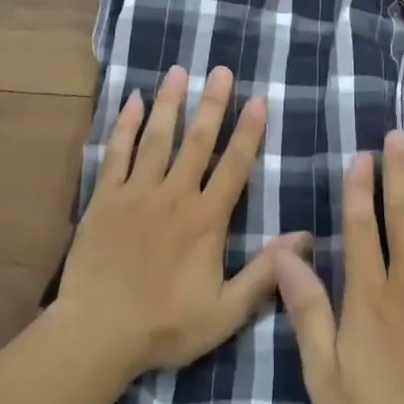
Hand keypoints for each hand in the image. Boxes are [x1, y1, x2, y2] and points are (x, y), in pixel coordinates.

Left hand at [57, 64, 306, 379]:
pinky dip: (125, 127)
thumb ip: (266, 273)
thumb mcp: (227, 311)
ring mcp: (136, 194)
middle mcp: (174, 196)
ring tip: (178, 72)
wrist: (97, 333)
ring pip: (157, 138)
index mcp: (206, 220)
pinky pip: (116, 154)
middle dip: (212, 104)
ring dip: (169, 103)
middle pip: (197, 142)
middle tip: (221, 70)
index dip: (248, 133)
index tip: (258, 100)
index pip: (234, 167)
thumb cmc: (166, 326)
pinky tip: (132, 102)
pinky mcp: (104, 199)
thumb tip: (306, 238)